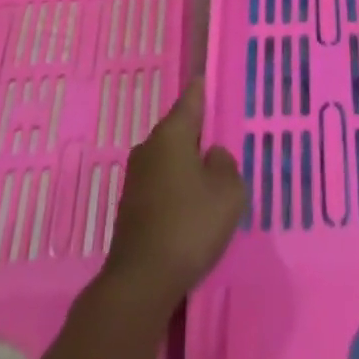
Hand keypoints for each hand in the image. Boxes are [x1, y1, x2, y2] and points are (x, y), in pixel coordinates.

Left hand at [103, 79, 245, 306]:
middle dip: (199, 133)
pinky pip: (161, 183)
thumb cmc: (190, 225)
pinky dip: (176, 187)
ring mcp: (136, 177)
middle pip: (179, 129)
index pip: (191, 98)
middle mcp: (149, 147)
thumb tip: (212, 156)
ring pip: (169, 158)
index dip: (203, 89)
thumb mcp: (228, 192)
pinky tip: (191, 207)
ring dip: (187, 164)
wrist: (141, 281)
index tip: (210, 78)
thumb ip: (226, 164)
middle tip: (222, 140)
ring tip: (211, 178)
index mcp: (172, 133)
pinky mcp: (131, 206)